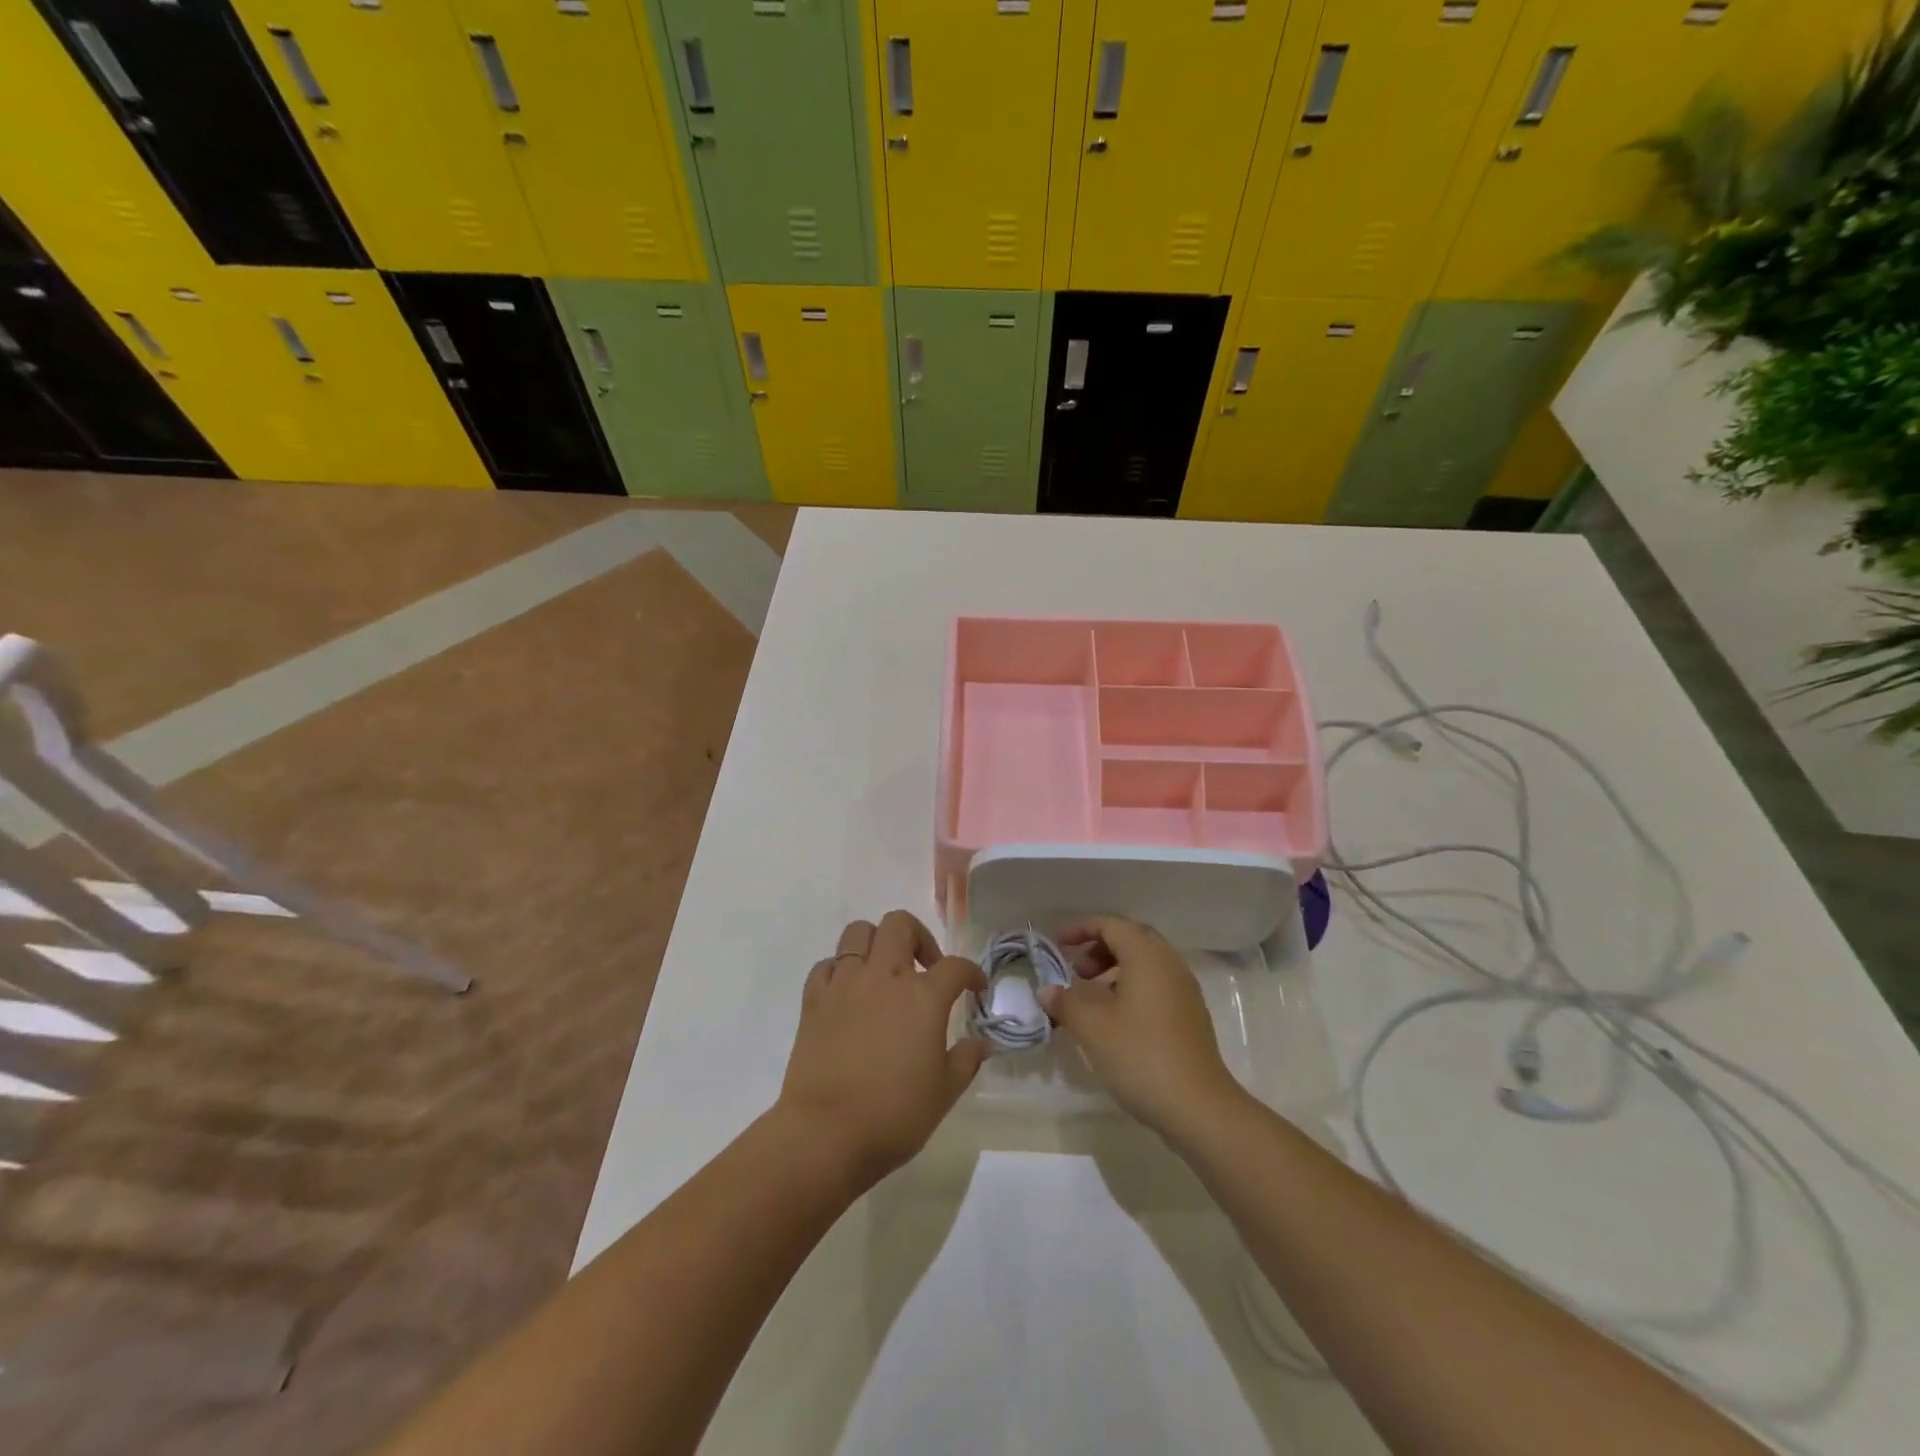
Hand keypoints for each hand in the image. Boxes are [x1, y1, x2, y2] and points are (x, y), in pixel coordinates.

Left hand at [778, 911, 988, 1186]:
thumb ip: (966, 1060)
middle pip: (900, 924)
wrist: (826, 1134)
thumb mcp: (944, 1093)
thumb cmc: (893, 1115)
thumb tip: (982, 1043)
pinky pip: (827, 965)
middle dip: (919, 937)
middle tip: (925, 968)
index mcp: (922, 997)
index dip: (971, 972)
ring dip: (877, 943)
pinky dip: (841, 970)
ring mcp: (845, 983)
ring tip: (884, 971)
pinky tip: (849, 993)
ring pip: (859, 932)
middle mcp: (884, 977)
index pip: (955, 966)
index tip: (976, 987)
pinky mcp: (814, 999)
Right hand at [1040, 916, 1245, 1137]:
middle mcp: (1169, 963)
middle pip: (1131, 939)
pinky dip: (1131, 987)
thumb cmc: (1140, 1055)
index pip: (1112, 925)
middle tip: (1076, 971)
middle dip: (1099, 948)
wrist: (1198, 1107)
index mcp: (1147, 956)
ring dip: (1115, 969)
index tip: (1058, 944)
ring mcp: (1184, 990)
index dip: (1082, 929)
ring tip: (1090, 997)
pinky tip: (1115, 1019)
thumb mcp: (1092, 1027)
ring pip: (1145, 963)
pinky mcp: (1190, 1015)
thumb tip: (1048, 991)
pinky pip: (1156, 984)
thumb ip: (1066, 1002)